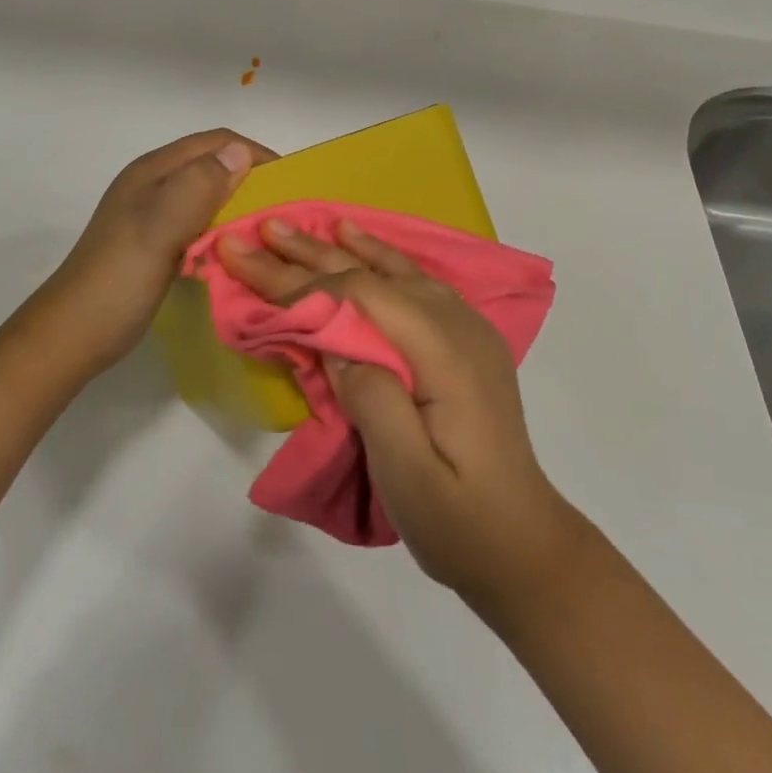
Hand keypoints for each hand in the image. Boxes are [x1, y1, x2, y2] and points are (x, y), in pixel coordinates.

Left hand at [23, 129, 277, 379]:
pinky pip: (201, 221)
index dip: (254, 154)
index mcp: (154, 171)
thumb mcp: (158, 229)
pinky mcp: (158, 241)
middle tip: (286, 210)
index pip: (216, 142)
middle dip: (252, 178)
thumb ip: (197, 188)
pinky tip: (239, 248)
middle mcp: (155, 183)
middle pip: (213, 165)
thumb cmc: (117, 280)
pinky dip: (225, 227)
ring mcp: (154, 213)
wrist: (73, 335)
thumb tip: (241, 151)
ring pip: (209, 194)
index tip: (291, 182)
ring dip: (240, 204)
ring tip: (270, 229)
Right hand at [218, 219, 587, 611]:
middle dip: (309, 255)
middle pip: (372, 276)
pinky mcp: (464, 339)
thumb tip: (337, 344)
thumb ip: (373, 400)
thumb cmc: (458, 520)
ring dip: (341, 248)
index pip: (360, 298)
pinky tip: (360, 243)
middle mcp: (458, 326)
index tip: (248, 266)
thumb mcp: (409, 476)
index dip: (301, 282)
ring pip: (393, 270)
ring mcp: (466, 329)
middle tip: (259, 230)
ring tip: (299, 228)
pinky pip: (415, 280)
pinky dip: (380, 257)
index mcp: (444, 355)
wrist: (523, 544)